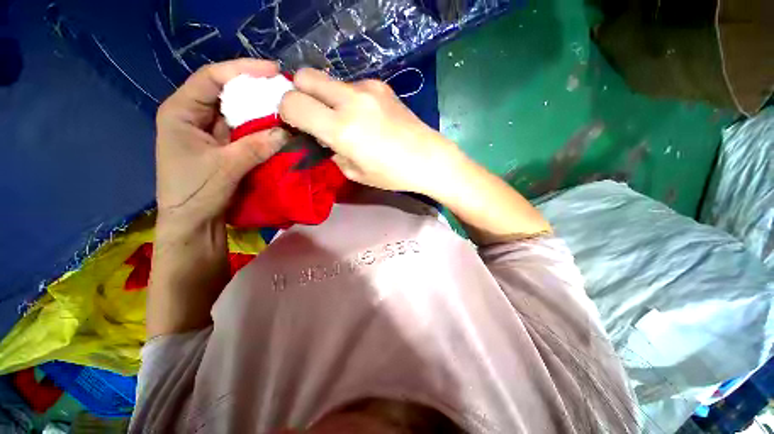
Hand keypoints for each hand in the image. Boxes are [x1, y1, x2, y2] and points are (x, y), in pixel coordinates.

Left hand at [155, 59, 288, 225]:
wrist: (193, 223)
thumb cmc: (196, 193)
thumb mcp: (225, 167)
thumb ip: (256, 147)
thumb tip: (287, 132)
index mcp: (180, 111)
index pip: (211, 78)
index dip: (242, 70)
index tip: (273, 71)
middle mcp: (194, 116)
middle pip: (226, 92)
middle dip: (255, 90)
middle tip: (285, 90)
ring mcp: (210, 131)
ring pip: (237, 112)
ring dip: (261, 111)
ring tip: (286, 108)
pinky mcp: (223, 146)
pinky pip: (244, 131)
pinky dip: (261, 129)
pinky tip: (278, 129)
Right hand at [279, 68, 458, 195]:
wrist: (429, 158)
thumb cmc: (392, 174)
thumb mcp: (354, 172)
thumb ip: (331, 150)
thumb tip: (323, 135)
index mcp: (342, 128)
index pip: (292, 103)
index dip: (286, 112)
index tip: (296, 124)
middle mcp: (351, 101)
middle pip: (305, 76)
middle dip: (300, 93)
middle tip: (314, 115)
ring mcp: (368, 88)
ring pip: (330, 80)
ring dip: (327, 97)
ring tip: (346, 120)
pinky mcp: (382, 85)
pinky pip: (352, 86)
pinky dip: (348, 98)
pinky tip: (366, 116)